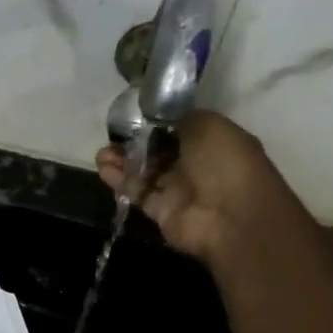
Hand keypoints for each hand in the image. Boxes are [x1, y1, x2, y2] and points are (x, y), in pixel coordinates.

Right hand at [95, 110, 289, 263]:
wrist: (230, 217)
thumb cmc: (225, 164)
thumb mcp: (208, 125)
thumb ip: (181, 118)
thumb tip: (160, 119)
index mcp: (212, 141)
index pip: (177, 128)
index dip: (155, 122)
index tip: (133, 116)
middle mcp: (195, 164)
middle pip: (157, 150)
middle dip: (134, 142)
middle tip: (112, 136)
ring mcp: (177, 189)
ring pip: (144, 171)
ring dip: (122, 161)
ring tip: (102, 154)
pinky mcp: (160, 210)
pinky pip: (137, 192)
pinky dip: (119, 180)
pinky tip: (103, 169)